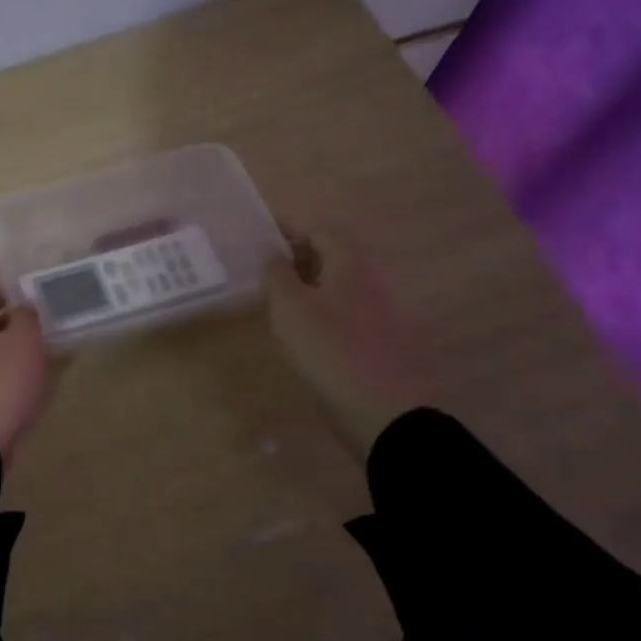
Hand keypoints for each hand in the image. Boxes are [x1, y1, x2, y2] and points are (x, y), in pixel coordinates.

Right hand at [263, 230, 429, 460]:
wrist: (383, 411)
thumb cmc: (331, 350)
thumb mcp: (291, 307)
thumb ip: (277, 275)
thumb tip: (273, 255)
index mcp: (349, 265)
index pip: (318, 230)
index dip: (287, 229)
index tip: (257, 236)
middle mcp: (365, 282)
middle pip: (328, 256)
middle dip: (294, 256)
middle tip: (260, 269)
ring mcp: (372, 314)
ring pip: (333, 286)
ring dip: (303, 286)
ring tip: (271, 300)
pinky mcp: (371, 342)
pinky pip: (338, 313)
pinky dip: (315, 312)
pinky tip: (296, 332)